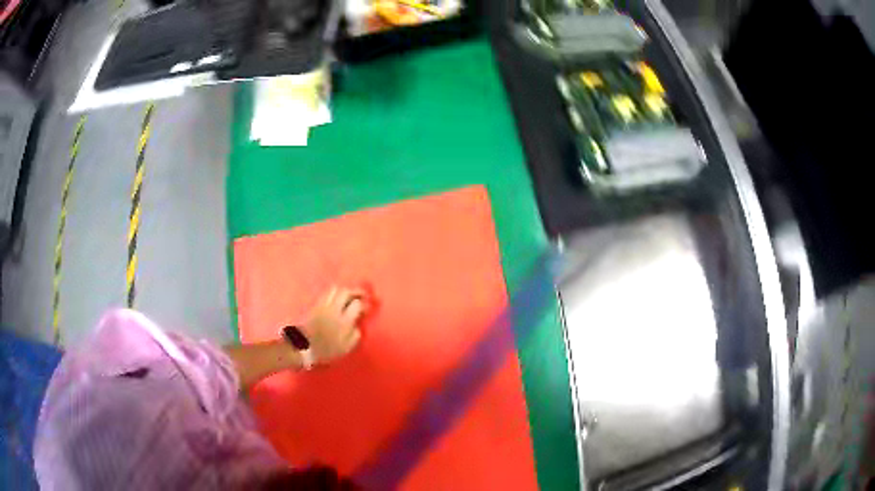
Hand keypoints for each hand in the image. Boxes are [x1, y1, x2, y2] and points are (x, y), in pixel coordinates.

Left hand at [301, 286, 367, 365]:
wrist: (303, 347)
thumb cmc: (326, 350)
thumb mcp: (345, 348)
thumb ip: (355, 336)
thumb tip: (357, 325)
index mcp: (344, 321)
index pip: (357, 304)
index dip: (364, 304)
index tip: (367, 307)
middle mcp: (335, 309)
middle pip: (346, 292)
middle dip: (356, 291)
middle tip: (361, 296)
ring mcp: (324, 305)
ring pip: (335, 289)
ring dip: (344, 291)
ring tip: (348, 296)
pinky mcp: (315, 305)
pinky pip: (326, 294)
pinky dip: (334, 294)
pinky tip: (336, 299)